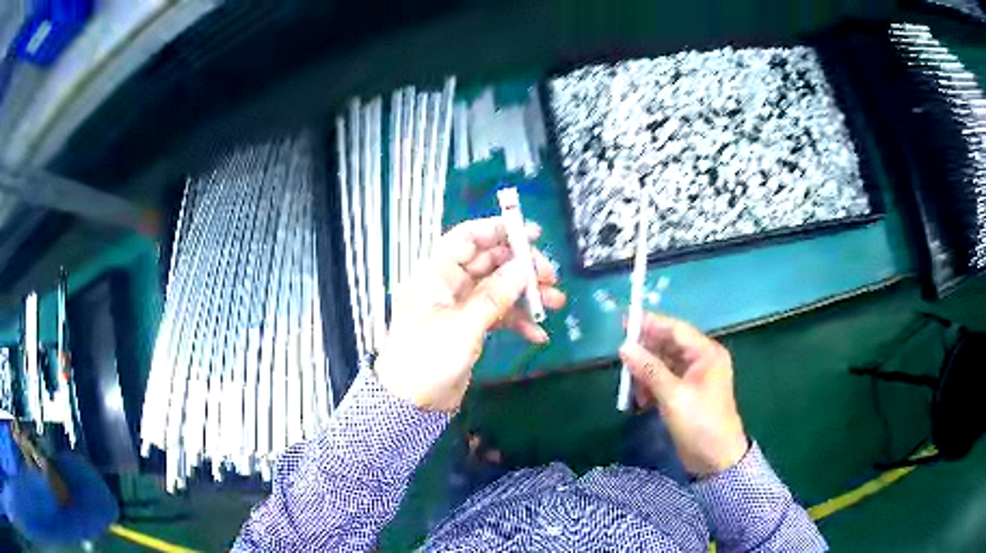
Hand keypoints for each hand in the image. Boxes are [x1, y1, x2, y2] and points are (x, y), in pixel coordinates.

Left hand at [375, 217, 565, 411]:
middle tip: (550, 276)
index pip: (466, 239)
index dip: (497, 229)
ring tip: (555, 302)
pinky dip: (518, 320)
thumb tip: (523, 266)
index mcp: (436, 274)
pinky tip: (537, 334)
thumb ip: (495, 295)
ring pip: (499, 288)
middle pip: (489, 262)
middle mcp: (448, 284)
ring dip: (527, 294)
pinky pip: (499, 314)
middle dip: (521, 266)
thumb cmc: (428, 358)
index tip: (530, 233)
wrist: (412, 403)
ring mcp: (461, 306)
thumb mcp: (463, 326)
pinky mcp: (470, 326)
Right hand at [619, 313, 747, 476]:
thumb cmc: (700, 423)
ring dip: (645, 373)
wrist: (715, 459)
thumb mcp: (673, 396)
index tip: (625, 321)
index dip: (651, 324)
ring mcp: (693, 378)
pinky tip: (639, 400)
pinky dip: (650, 387)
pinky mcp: (685, 394)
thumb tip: (624, 347)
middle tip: (621, 357)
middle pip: (668, 346)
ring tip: (630, 386)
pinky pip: (664, 381)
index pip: (676, 330)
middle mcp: (701, 360)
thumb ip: (649, 370)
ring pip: (663, 364)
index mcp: (706, 354)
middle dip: (645, 352)